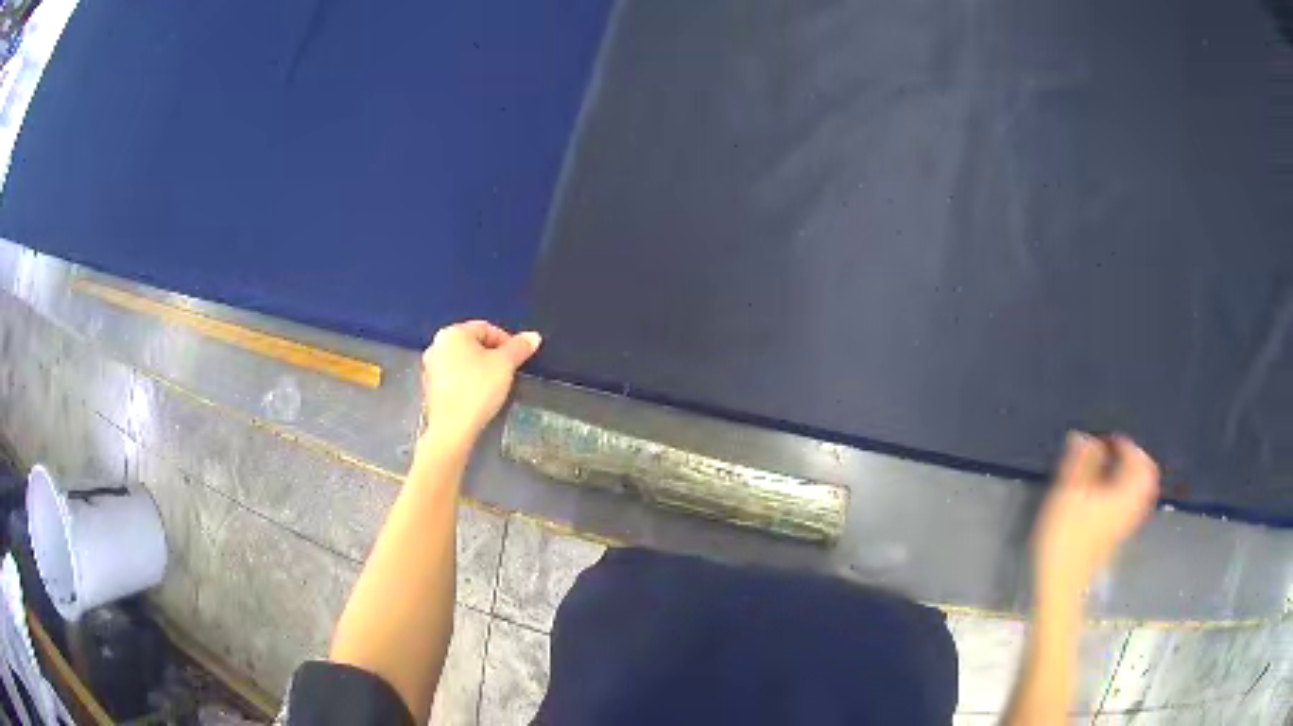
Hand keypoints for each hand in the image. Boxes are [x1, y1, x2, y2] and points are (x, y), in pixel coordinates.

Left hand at [420, 320, 541, 446]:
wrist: (452, 428)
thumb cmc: (477, 390)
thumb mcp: (505, 365)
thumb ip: (520, 347)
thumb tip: (533, 337)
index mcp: (453, 333)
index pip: (486, 328)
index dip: (506, 341)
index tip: (517, 357)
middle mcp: (437, 345)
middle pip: (472, 344)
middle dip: (492, 355)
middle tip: (507, 371)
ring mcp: (429, 367)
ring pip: (461, 361)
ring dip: (478, 369)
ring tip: (493, 385)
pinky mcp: (429, 388)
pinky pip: (453, 378)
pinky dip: (466, 382)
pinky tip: (477, 396)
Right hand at [1033, 433, 1159, 598]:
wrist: (1062, 584)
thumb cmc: (1066, 537)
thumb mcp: (1068, 493)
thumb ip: (1080, 462)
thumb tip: (1085, 437)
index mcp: (1125, 492)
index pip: (1138, 461)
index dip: (1126, 445)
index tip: (1109, 439)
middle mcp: (1132, 507)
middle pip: (1146, 477)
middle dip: (1134, 461)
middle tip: (1116, 452)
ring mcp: (1126, 525)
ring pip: (1140, 493)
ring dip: (1130, 478)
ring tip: (1111, 471)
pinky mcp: (1116, 538)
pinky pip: (1131, 507)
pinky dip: (1125, 495)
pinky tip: (1106, 497)